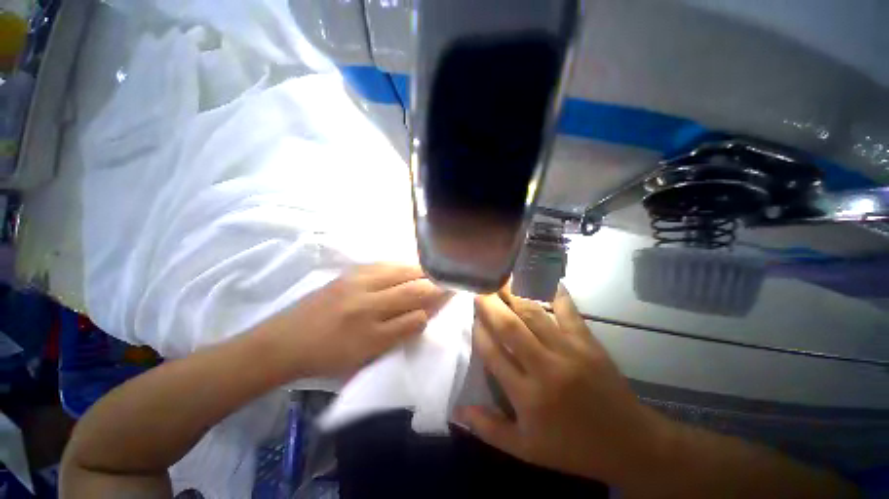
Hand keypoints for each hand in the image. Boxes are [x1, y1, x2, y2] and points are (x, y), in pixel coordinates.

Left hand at [258, 264, 449, 377]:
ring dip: (419, 270)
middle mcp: (367, 296)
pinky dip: (400, 265)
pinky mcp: (348, 273)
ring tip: (431, 272)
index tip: (452, 291)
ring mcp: (356, 280)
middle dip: (433, 281)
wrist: (283, 342)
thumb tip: (424, 315)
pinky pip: (382, 264)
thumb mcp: (366, 355)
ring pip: (398, 269)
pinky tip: (406, 267)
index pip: (416, 305)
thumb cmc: (326, 355)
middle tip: (447, 279)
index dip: (437, 298)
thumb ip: (399, 333)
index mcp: (371, 322)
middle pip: (411, 283)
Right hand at [458, 285, 672, 485]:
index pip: (492, 353)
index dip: (479, 331)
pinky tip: (543, 275)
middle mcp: (544, 367)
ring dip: (514, 294)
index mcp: (527, 395)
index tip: (472, 317)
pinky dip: (555, 291)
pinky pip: (567, 310)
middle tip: (480, 286)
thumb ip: (489, 430)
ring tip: (501, 278)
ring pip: (534, 314)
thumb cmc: (572, 448)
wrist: (630, 444)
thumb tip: (458, 410)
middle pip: (510, 327)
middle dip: (490, 304)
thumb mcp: (525, 450)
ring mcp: (568, 350)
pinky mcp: (588, 341)